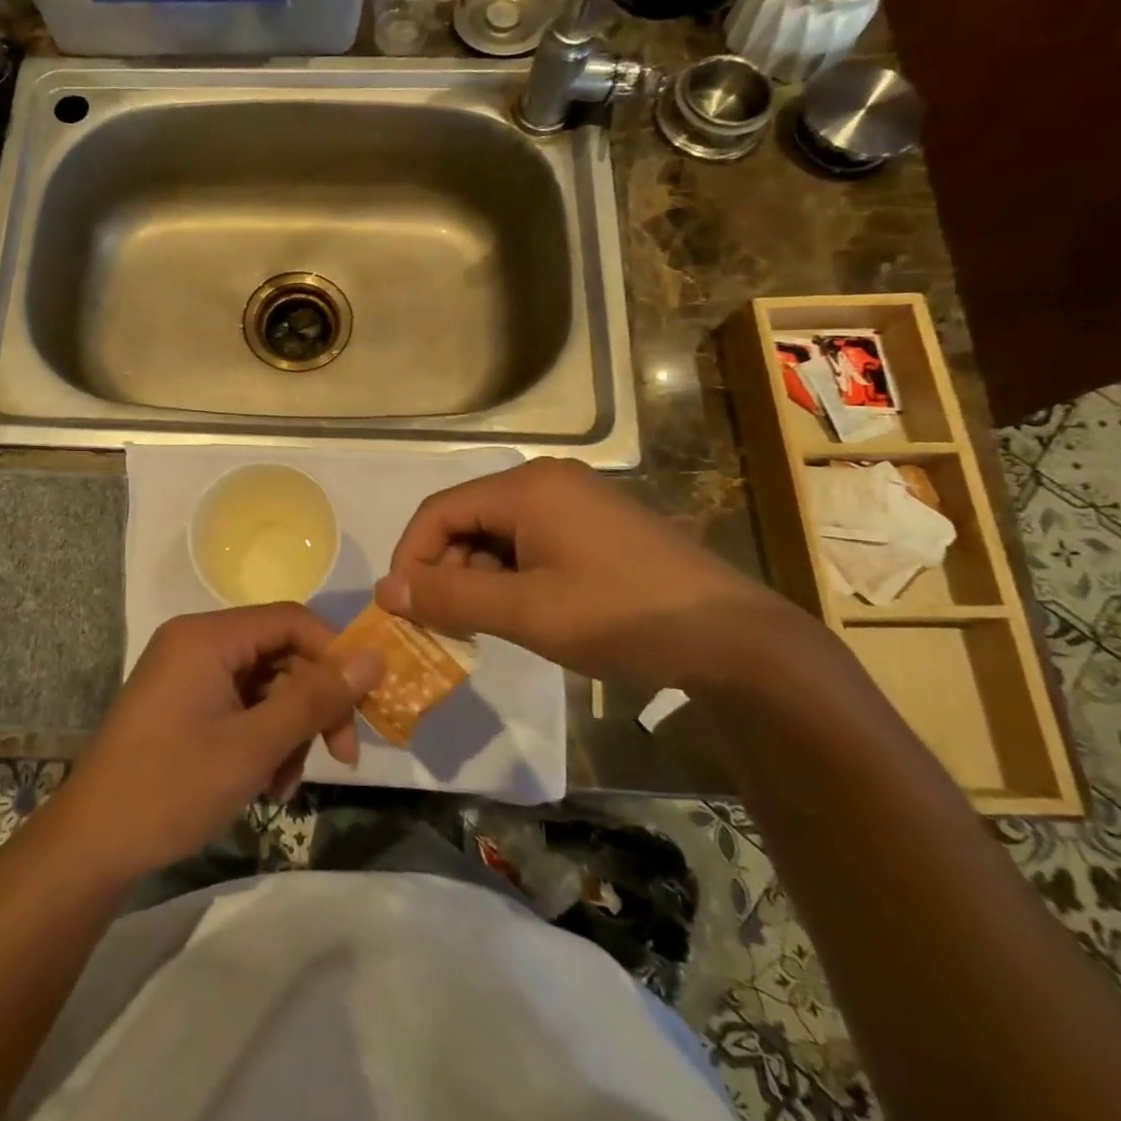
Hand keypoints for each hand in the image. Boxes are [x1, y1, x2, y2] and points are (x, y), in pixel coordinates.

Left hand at [53, 605, 384, 883]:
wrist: (91, 846)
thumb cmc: (172, 788)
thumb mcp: (254, 745)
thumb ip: (316, 698)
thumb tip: (374, 656)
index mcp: (207, 636)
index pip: (290, 621)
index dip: (333, 655)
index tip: (364, 702)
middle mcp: (197, 643)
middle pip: (280, 654)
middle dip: (313, 704)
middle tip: (342, 755)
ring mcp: (187, 674)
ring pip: (264, 686)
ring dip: (288, 731)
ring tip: (285, 786)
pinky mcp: (183, 704)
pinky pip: (240, 706)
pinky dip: (261, 739)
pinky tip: (265, 785)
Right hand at [375, 457, 816, 694]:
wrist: (734, 639)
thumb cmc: (621, 616)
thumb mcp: (526, 612)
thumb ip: (450, 599)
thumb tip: (385, 591)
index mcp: (526, 488)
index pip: (439, 512)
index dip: (411, 557)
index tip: (403, 607)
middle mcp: (547, 481)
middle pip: (467, 519)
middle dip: (446, 570)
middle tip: (447, 624)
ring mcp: (575, 500)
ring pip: (497, 532)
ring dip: (478, 576)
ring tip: (486, 624)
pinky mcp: (595, 525)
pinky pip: (530, 540)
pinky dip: (511, 574)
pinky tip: (523, 611)